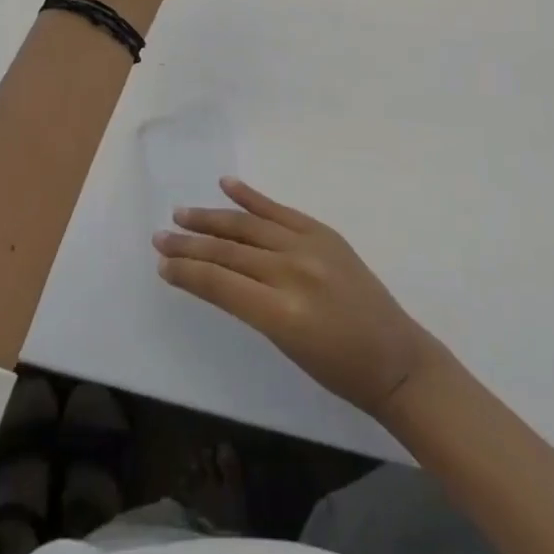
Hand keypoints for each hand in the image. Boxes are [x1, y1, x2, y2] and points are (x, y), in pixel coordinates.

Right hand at [154, 177, 440, 419]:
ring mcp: (309, 245)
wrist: (394, 357)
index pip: (221, 283)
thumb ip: (250, 305)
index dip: (188, 272)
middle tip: (159, 236)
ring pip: (249, 226)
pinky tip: (228, 185)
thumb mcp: (285, 345)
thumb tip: (215, 276)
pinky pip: (280, 210)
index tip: (162, 265)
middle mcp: (292, 271)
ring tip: (182, 213)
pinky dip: (252, 197)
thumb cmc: (337, 369)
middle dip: (190, 244)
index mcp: (281, 311)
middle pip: (229, 251)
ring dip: (212, 218)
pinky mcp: (323, 232)